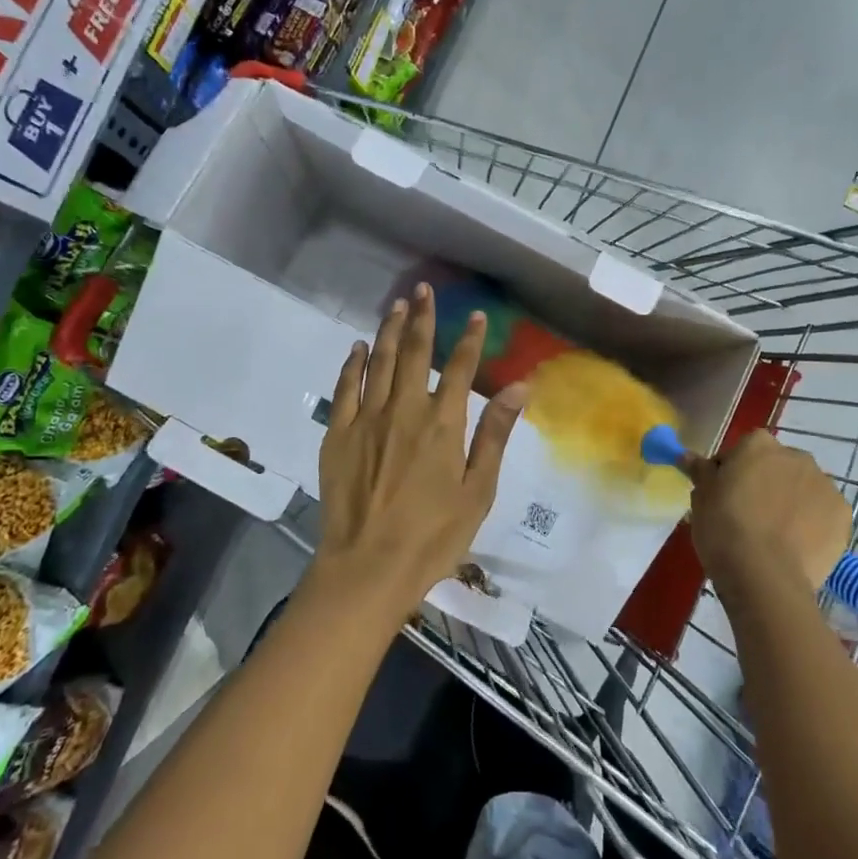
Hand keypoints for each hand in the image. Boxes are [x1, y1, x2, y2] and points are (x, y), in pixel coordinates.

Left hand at [312, 283, 526, 617]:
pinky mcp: (337, 434)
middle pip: (415, 352)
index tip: (476, 314)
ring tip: (397, 305)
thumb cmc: (433, 536)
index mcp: (442, 424)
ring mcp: (366, 419)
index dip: (470, 338)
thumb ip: (494, 434)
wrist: (368, 568)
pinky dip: (353, 364)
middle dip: (423, 317)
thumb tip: (520, 387)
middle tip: (424, 290)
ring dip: (390, 330)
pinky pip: (345, 388)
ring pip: (380, 362)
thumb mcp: (478, 490)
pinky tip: (359, 348)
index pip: (461, 368)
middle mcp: (404, 409)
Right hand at [689, 431, 851, 597]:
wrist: (764, 575)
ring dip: (791, 501)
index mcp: (758, 444)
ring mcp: (824, 484)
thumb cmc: (723, 528)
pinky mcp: (843, 515)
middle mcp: (796, 455)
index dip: (732, 471)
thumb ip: (700, 471)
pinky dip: (813, 523)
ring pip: (803, 488)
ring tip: (775, 535)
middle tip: (749, 515)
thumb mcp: (701, 497)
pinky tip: (798, 545)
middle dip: (766, 483)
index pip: (743, 450)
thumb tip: (689, 456)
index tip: (724, 495)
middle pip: (777, 466)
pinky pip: (823, 513)